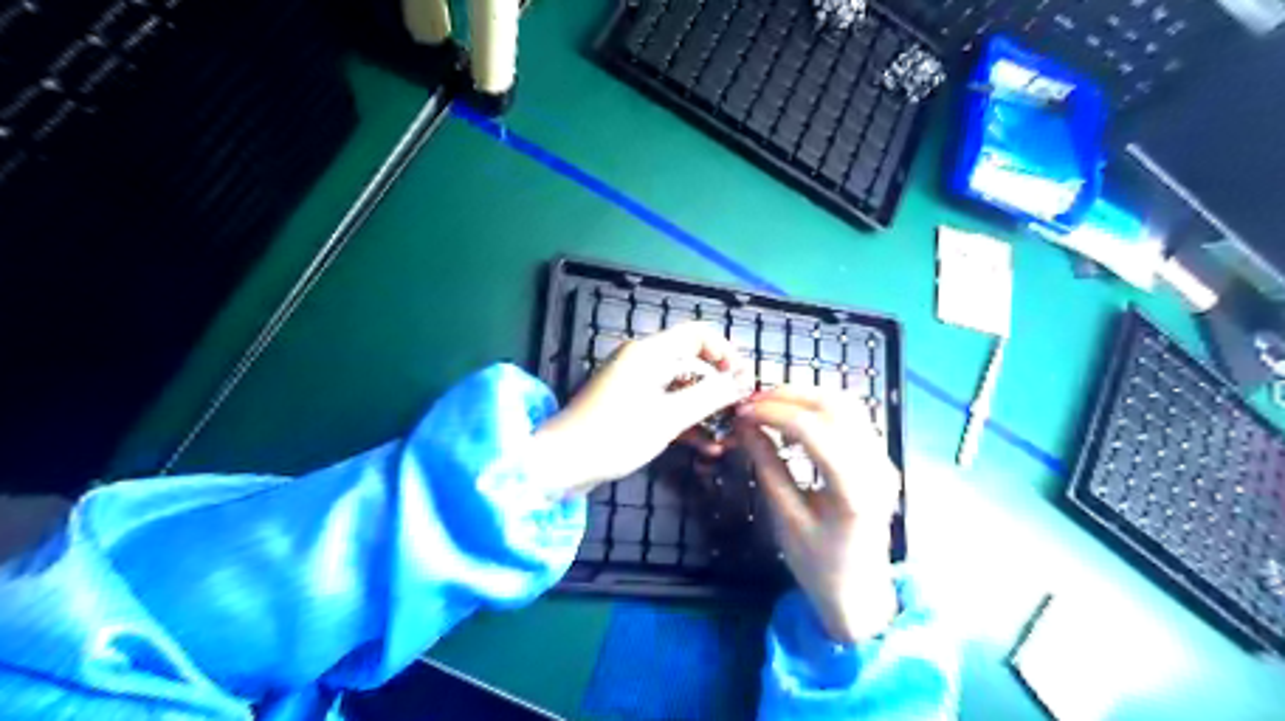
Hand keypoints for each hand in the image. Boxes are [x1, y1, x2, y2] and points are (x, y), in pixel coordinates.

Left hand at [531, 324, 754, 498]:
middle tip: (740, 413)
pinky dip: (684, 420)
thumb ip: (710, 396)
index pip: (698, 334)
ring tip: (727, 436)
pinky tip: (706, 447)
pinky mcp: (630, 406)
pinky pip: (665, 405)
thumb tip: (745, 379)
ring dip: (704, 409)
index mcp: (649, 352)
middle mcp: (642, 361)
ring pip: (681, 387)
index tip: (742, 381)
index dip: (726, 352)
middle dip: (718, 385)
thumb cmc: (615, 436)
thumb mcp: (669, 417)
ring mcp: (635, 384)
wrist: (562, 464)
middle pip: (692, 361)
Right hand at [734, 387, 900, 645]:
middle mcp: (876, 467)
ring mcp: (882, 460)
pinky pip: (851, 417)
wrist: (860, 595)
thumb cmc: (819, 566)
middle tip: (751, 401)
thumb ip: (767, 467)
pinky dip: (818, 408)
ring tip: (767, 403)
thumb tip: (745, 426)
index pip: (812, 429)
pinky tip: (793, 416)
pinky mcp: (879, 459)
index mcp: (853, 490)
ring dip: (804, 396)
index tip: (741, 412)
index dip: (773, 413)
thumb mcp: (785, 519)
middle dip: (788, 395)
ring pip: (846, 404)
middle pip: (834, 406)